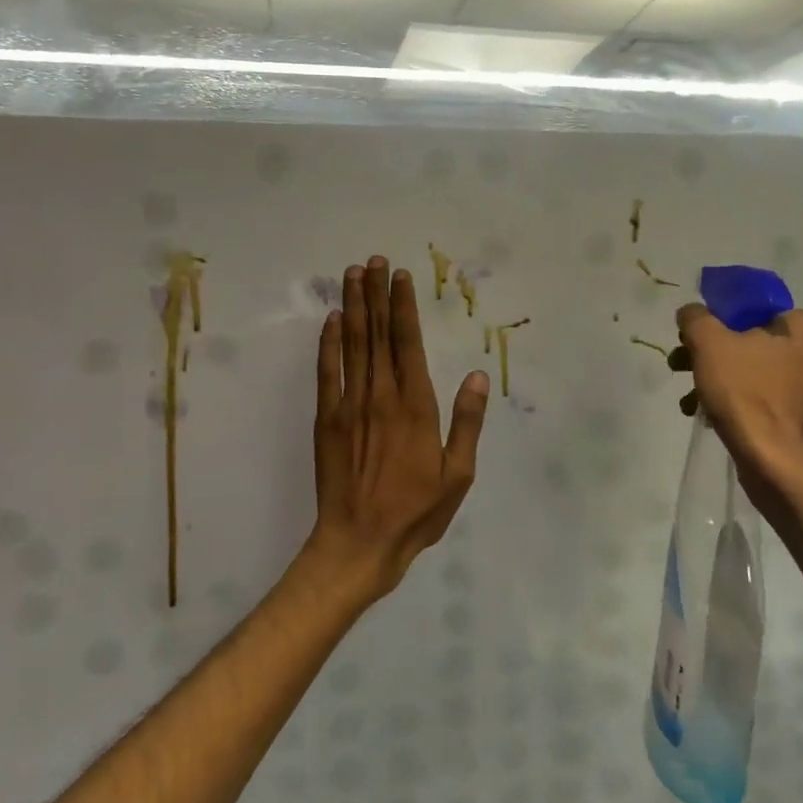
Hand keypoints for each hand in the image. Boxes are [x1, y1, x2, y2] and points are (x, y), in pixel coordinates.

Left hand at [305, 257, 489, 603]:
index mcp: (416, 406)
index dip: (404, 307)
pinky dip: (329, 343)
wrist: (360, 542)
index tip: (400, 276)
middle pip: (378, 334)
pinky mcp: (326, 420)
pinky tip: (331, 320)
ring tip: (352, 275)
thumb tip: (476, 376)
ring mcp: (349, 405)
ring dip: (353, 307)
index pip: (408, 343)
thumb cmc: (416, 512)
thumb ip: (466, 422)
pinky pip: (327, 372)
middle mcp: (381, 396)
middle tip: (373, 260)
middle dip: (376, 294)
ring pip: (353, 345)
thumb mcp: (458, 474)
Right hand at [669, 304, 802, 484]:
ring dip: (735, 386)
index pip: (770, 313)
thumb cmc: (743, 394)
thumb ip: (696, 319)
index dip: (736, 322)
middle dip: (725, 358)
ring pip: (770, 380)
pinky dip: (756, 411)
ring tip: (699, 404)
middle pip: (765, 348)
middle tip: (693, 371)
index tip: (712, 339)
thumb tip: (691, 312)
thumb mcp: (708, 344)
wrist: (773, 461)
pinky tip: (729, 422)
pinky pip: (781, 410)